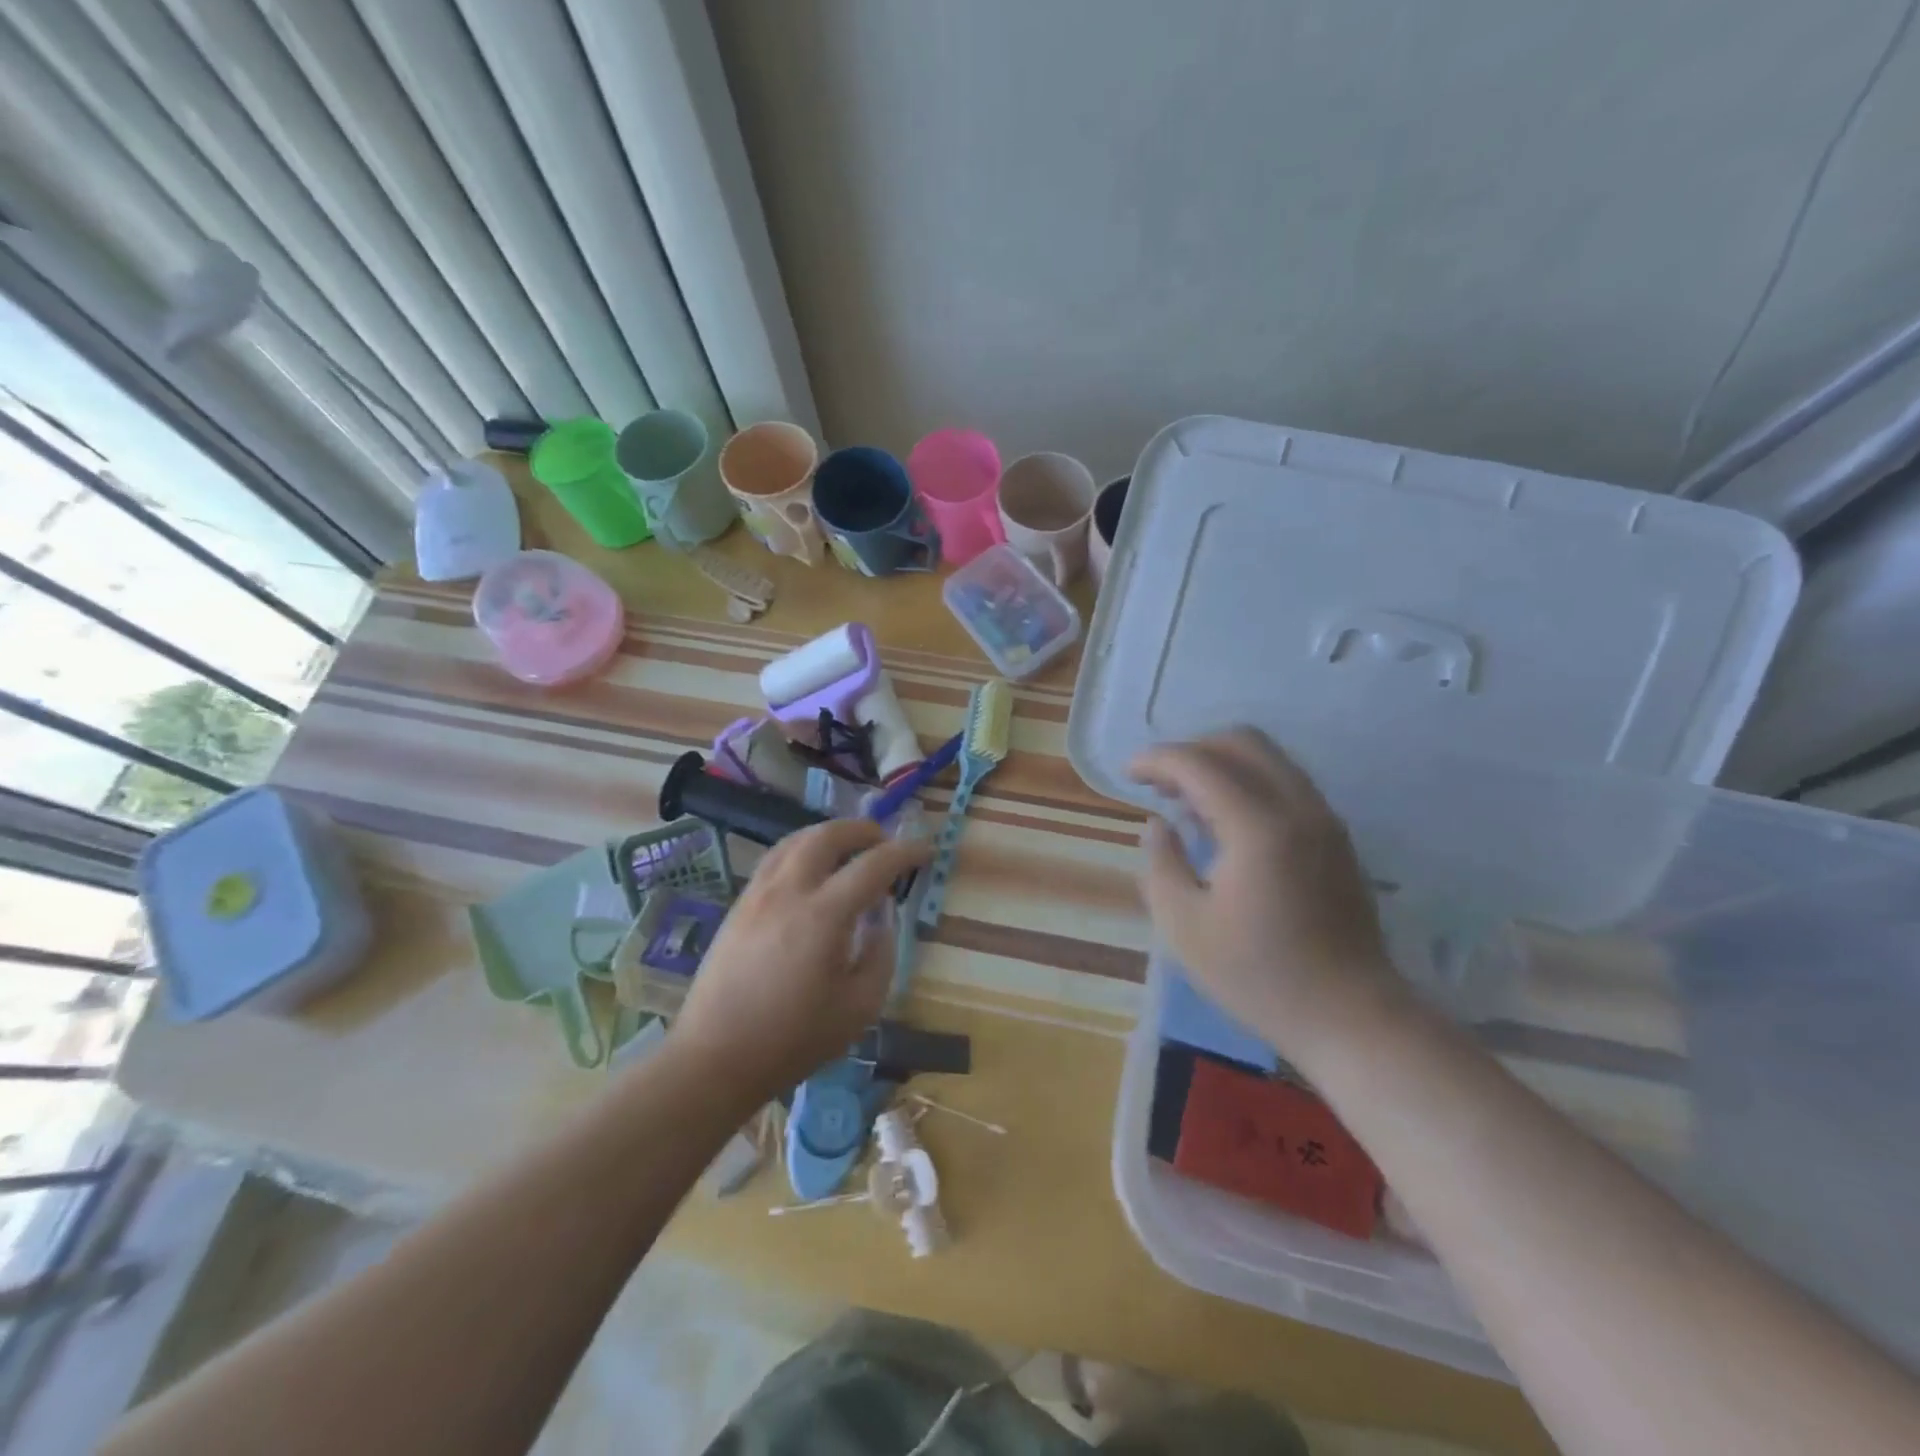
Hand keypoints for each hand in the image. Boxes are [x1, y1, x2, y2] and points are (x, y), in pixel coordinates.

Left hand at [668, 818, 931, 1102]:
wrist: (715, 1058)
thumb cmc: (793, 1040)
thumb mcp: (859, 1008)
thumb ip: (880, 957)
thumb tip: (881, 923)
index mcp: (824, 915)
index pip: (873, 865)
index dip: (904, 852)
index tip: (925, 850)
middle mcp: (789, 891)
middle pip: (827, 835)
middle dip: (862, 830)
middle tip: (884, 841)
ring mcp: (758, 894)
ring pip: (795, 840)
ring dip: (828, 835)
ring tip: (848, 848)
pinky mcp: (738, 906)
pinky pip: (775, 859)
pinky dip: (802, 850)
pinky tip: (810, 871)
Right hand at [1130, 728, 1408, 1060]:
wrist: (1351, 1016)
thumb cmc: (1258, 976)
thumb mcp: (1184, 927)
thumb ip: (1161, 864)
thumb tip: (1158, 824)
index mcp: (1258, 827)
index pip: (1199, 763)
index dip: (1156, 759)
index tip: (1127, 774)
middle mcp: (1298, 807)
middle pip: (1242, 741)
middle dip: (1192, 750)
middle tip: (1159, 783)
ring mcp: (1324, 820)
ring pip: (1269, 758)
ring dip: (1221, 764)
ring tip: (1186, 802)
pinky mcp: (1336, 837)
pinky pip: (1286, 783)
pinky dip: (1248, 783)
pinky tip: (1224, 824)